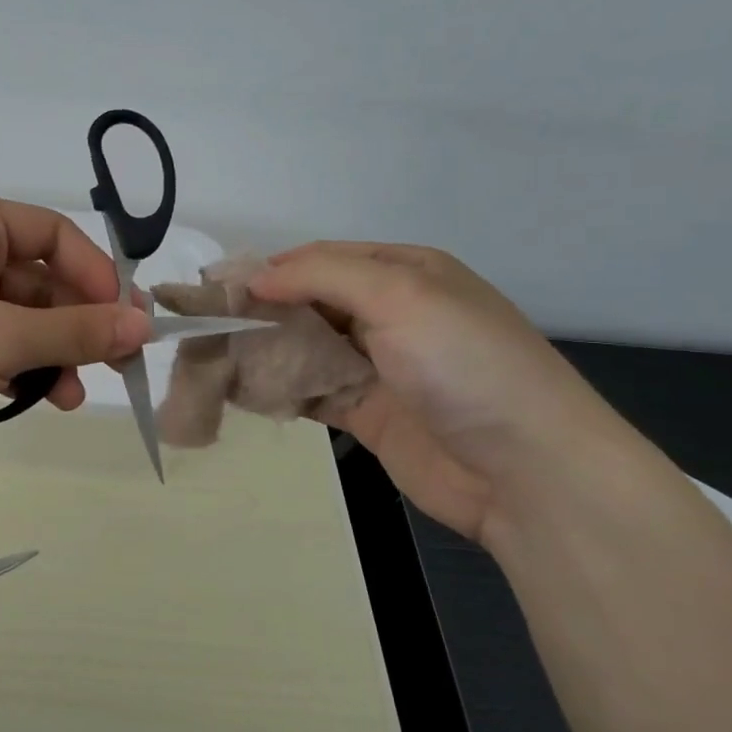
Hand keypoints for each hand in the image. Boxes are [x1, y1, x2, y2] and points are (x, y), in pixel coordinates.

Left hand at [0, 194, 150, 475]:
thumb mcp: (0, 339)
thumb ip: (77, 331)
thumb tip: (144, 324)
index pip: (54, 234)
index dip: (97, 275)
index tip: (128, 321)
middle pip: (37, 279)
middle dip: (76, 324)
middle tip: (113, 366)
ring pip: (14, 319)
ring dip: (49, 353)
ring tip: (68, 396)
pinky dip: (15, 368)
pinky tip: (34, 398)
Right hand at [249, 243, 634, 542]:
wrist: (526, 472)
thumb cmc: (465, 366)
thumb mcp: (400, 296)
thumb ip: (321, 276)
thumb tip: (253, 278)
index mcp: (404, 273)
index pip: (321, 259)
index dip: (269, 270)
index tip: (217, 287)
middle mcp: (389, 313)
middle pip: (308, 303)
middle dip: (259, 311)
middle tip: (205, 326)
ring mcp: (377, 365)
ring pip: (304, 347)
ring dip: (263, 350)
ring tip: (211, 357)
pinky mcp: (366, 412)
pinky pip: (310, 391)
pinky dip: (278, 389)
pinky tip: (241, 390)